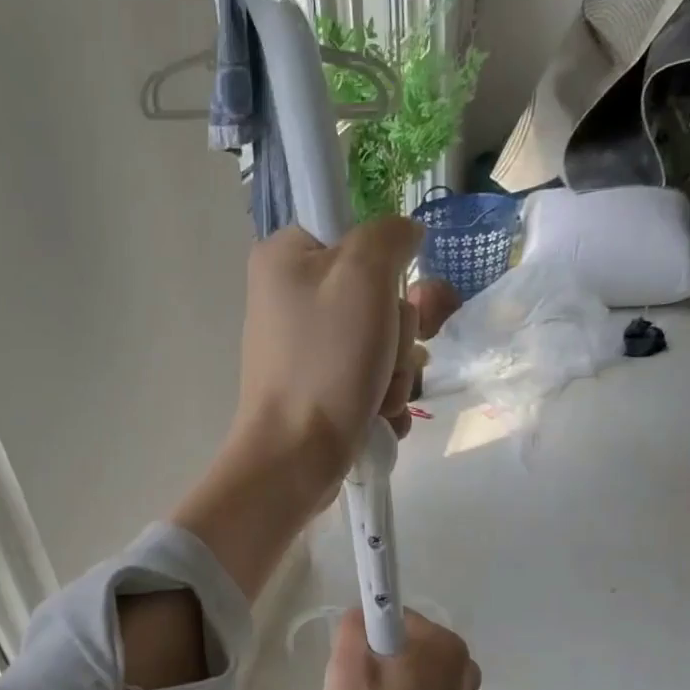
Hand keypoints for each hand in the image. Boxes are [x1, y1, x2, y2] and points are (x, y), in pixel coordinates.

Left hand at [172, 218, 421, 602]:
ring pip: (380, 340)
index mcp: (286, 257)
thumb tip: (403, 234)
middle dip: (398, 333)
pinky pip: (369, 377)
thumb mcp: (363, 275)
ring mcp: (304, 347)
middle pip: (376, 293)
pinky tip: (378, 416)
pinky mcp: (318, 386)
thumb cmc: (326, 362)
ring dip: (395, 371)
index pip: (357, 232)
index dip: (388, 264)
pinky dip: (382, 397)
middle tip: (386, 356)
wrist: (295, 457)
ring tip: (379, 397)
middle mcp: (290, 297)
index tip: (402, 294)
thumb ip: (389, 236)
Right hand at [323, 608, 480, 689]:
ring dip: (386, 683)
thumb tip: (363, 615)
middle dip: (376, 661)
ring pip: (408, 668)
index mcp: (443, 644)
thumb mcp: (345, 670)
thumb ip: (353, 626)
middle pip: (401, 643)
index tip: (354, 671)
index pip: (391, 618)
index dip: (365, 641)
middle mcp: (463, 662)